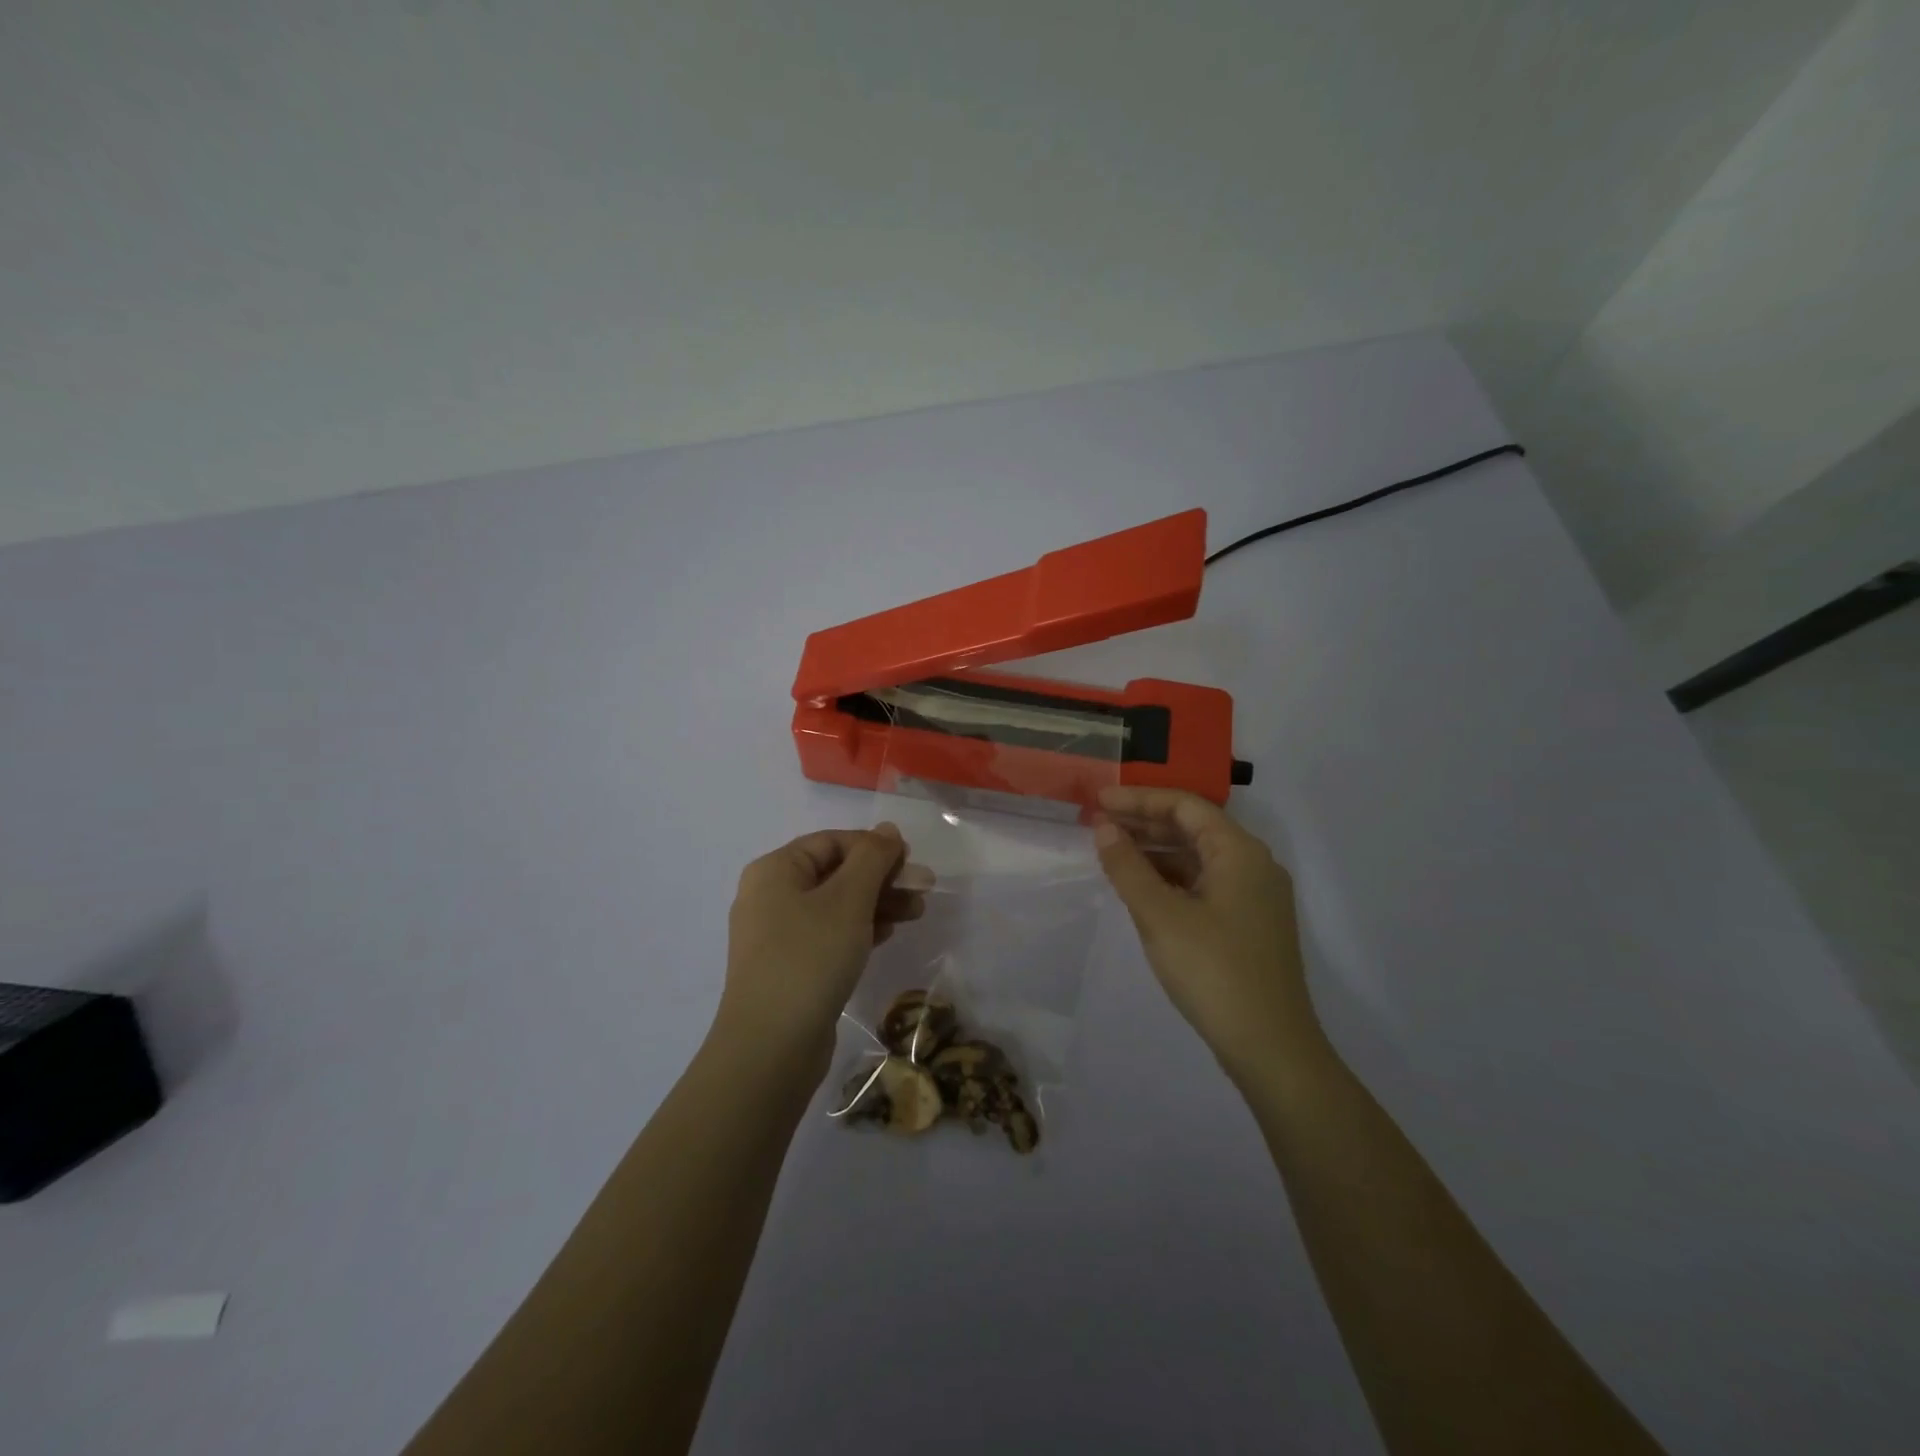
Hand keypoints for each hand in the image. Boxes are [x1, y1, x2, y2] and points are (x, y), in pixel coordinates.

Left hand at [715, 824, 932, 1074]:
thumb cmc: (810, 957)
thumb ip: (872, 858)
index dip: (874, 847)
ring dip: (877, 904)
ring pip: (836, 905)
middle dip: (881, 878)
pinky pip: (828, 934)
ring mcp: (776, 934)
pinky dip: (859, 929)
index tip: (911, 863)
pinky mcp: (788, 966)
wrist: (770, 1046)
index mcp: (775, 870)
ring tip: (916, 914)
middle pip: (835, 872)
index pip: (833, 841)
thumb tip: (888, 829)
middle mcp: (770, 895)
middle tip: (923, 890)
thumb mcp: (848, 899)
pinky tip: (887, 935)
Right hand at [1094, 786, 1315, 1075]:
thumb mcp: (1160, 916)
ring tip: (1112, 853)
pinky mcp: (1249, 923)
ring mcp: (1254, 896)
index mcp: (1239, 852)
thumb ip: (1128, 867)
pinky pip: (1205, 883)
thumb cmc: (1213, 971)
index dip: (1139, 799)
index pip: (1185, 806)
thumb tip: (1105, 828)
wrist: (1271, 1047)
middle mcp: (1253, 864)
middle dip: (1145, 823)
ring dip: (1156, 851)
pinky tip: (1142, 887)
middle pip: (1193, 827)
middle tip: (1099, 825)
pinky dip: (1171, 878)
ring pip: (1198, 857)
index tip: (1098, 801)